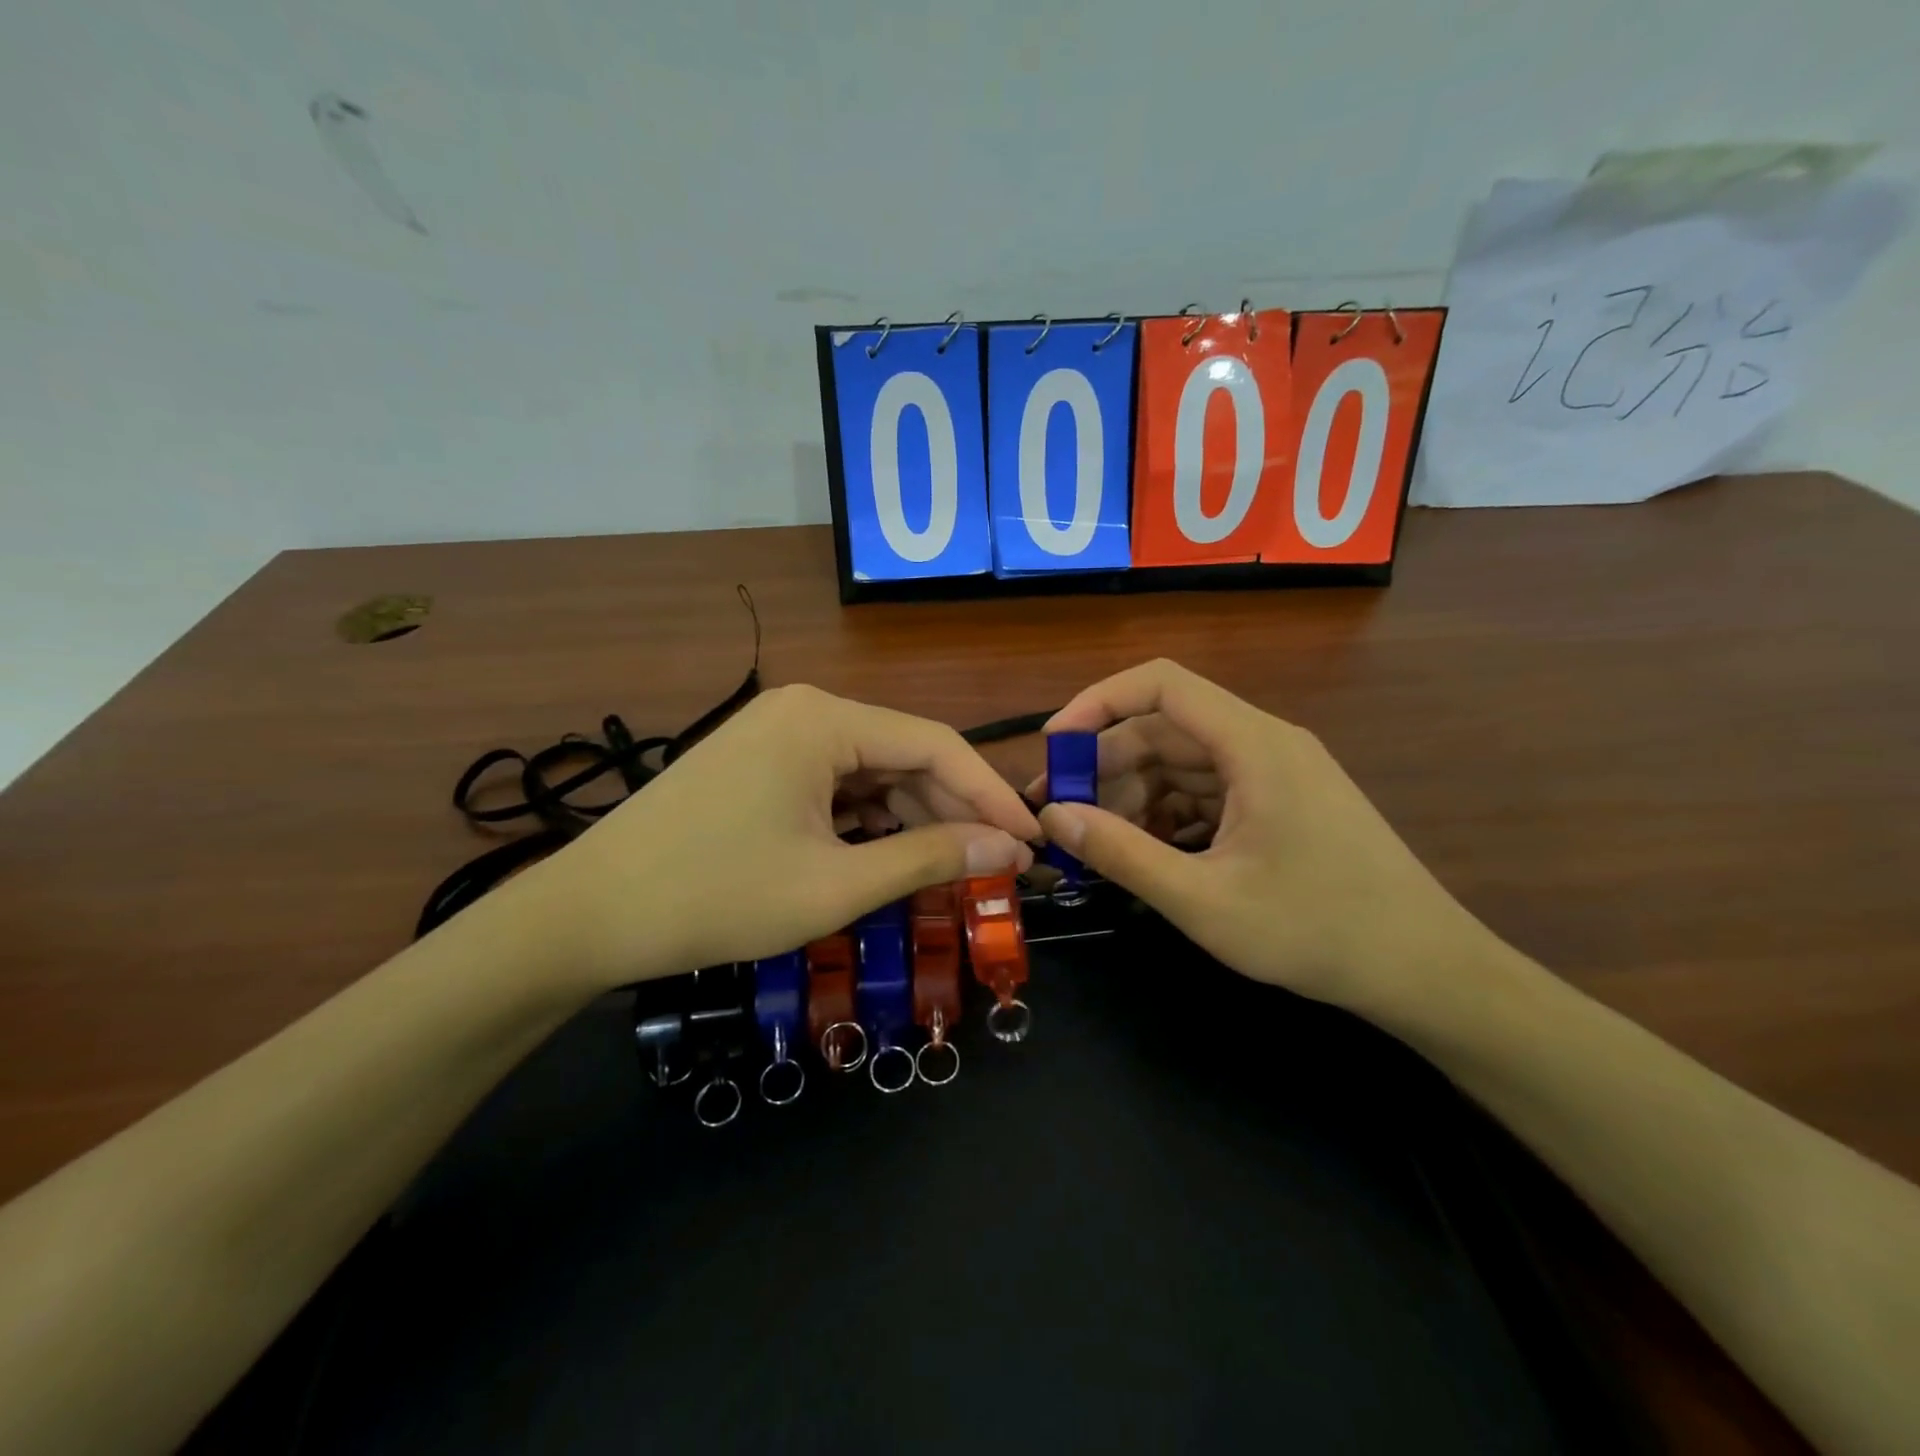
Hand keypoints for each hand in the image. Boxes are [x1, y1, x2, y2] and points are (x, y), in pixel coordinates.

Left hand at [531, 685, 1039, 988]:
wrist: (588, 915)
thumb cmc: (715, 896)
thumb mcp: (834, 885)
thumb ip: (930, 859)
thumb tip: (1010, 850)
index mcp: (825, 718)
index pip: (936, 744)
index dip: (992, 795)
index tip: (1033, 841)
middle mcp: (805, 709)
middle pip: (904, 755)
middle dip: (953, 810)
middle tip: (1000, 865)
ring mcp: (777, 733)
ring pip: (871, 773)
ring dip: (913, 819)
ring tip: (955, 868)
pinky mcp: (759, 762)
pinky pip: (835, 785)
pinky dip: (869, 822)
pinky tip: (892, 857)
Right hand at [1033, 660, 1493, 1018]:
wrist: (1427, 972)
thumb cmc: (1317, 930)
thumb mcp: (1204, 900)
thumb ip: (1123, 854)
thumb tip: (1053, 816)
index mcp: (1254, 744)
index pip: (1161, 684)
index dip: (1098, 702)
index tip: (1054, 746)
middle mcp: (1264, 744)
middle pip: (1165, 729)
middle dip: (1105, 766)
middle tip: (1058, 812)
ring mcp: (1275, 775)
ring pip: (1182, 764)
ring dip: (1133, 796)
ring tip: (1094, 842)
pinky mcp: (1280, 805)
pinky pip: (1207, 793)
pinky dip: (1167, 815)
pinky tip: (1145, 854)